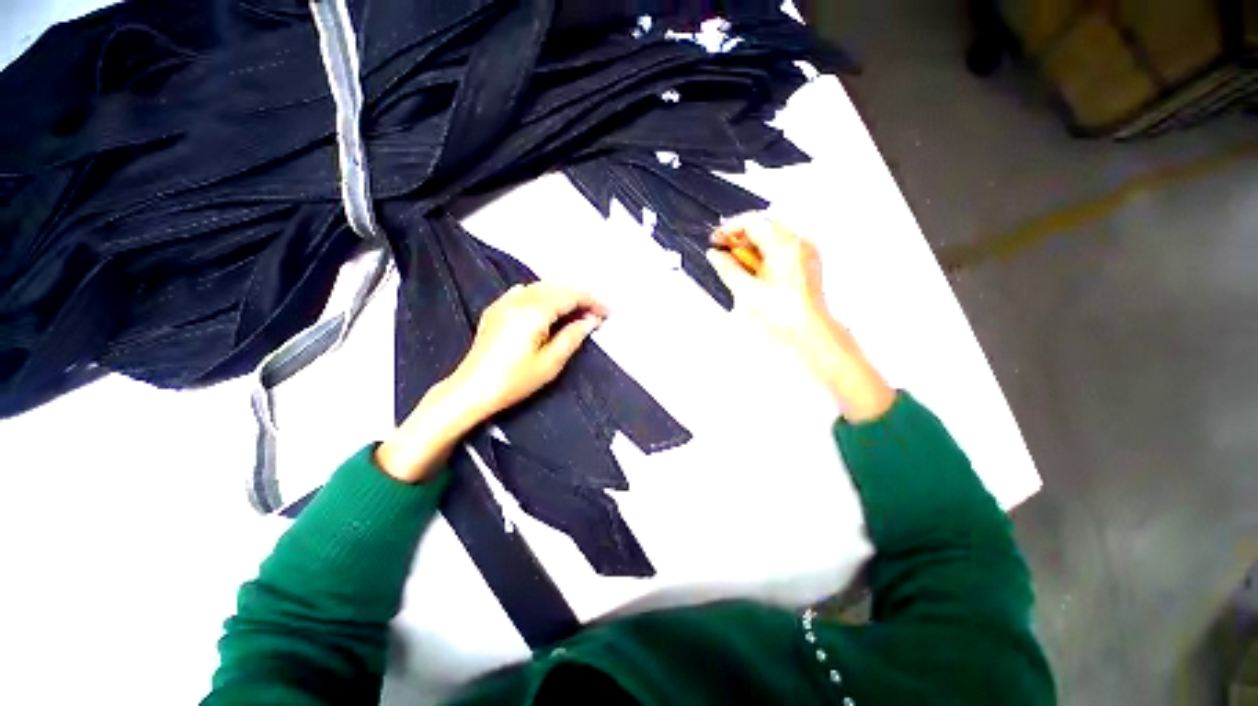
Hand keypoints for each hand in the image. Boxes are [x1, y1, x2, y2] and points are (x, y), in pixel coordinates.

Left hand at [377, 282, 606, 481]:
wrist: (472, 389)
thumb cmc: (515, 380)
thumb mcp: (551, 363)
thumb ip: (573, 337)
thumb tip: (591, 320)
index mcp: (534, 312)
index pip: (570, 296)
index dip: (591, 301)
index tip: (607, 312)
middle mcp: (519, 300)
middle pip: (557, 288)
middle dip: (579, 297)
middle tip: (596, 313)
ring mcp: (505, 303)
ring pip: (541, 287)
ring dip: (562, 295)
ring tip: (577, 310)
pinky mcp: (496, 310)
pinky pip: (524, 292)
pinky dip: (542, 294)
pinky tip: (547, 305)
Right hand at [706, 214, 894, 421]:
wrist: (809, 334)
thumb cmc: (783, 315)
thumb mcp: (746, 290)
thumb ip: (727, 268)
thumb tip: (715, 255)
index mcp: (785, 245)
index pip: (753, 222)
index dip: (730, 228)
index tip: (716, 239)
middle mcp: (798, 244)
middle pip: (764, 227)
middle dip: (740, 238)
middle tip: (723, 251)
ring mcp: (805, 254)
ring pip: (772, 239)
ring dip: (751, 248)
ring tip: (735, 264)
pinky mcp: (806, 265)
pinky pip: (781, 251)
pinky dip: (763, 256)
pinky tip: (753, 271)